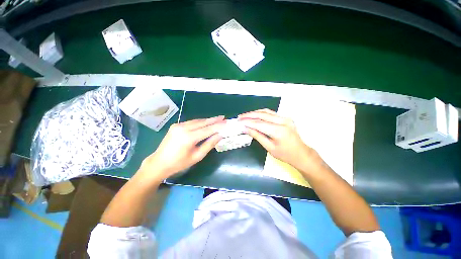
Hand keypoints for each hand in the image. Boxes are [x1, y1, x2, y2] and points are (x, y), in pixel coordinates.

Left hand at [140, 116, 224, 179]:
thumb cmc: (179, 163)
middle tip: (223, 117)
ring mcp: (178, 125)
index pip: (207, 129)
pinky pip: (191, 122)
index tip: (226, 123)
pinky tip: (205, 122)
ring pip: (197, 121)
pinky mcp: (176, 125)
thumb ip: (209, 144)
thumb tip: (220, 135)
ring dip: (207, 120)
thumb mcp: (197, 156)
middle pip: (202, 122)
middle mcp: (183, 128)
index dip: (218, 126)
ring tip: (217, 119)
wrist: (159, 162)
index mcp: (188, 137)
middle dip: (214, 120)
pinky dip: (200, 122)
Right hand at [238, 109, 323, 172]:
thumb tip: (246, 129)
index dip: (248, 122)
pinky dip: (262, 113)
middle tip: (240, 117)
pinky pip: (271, 113)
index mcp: (279, 131)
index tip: (239, 121)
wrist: (301, 154)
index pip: (259, 124)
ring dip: (255, 113)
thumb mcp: (269, 147)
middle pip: (262, 115)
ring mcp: (285, 118)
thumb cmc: (285, 154)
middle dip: (249, 115)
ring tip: (245, 116)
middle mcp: (283, 121)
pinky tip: (255, 115)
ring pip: (266, 112)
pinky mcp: (286, 118)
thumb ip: (257, 136)